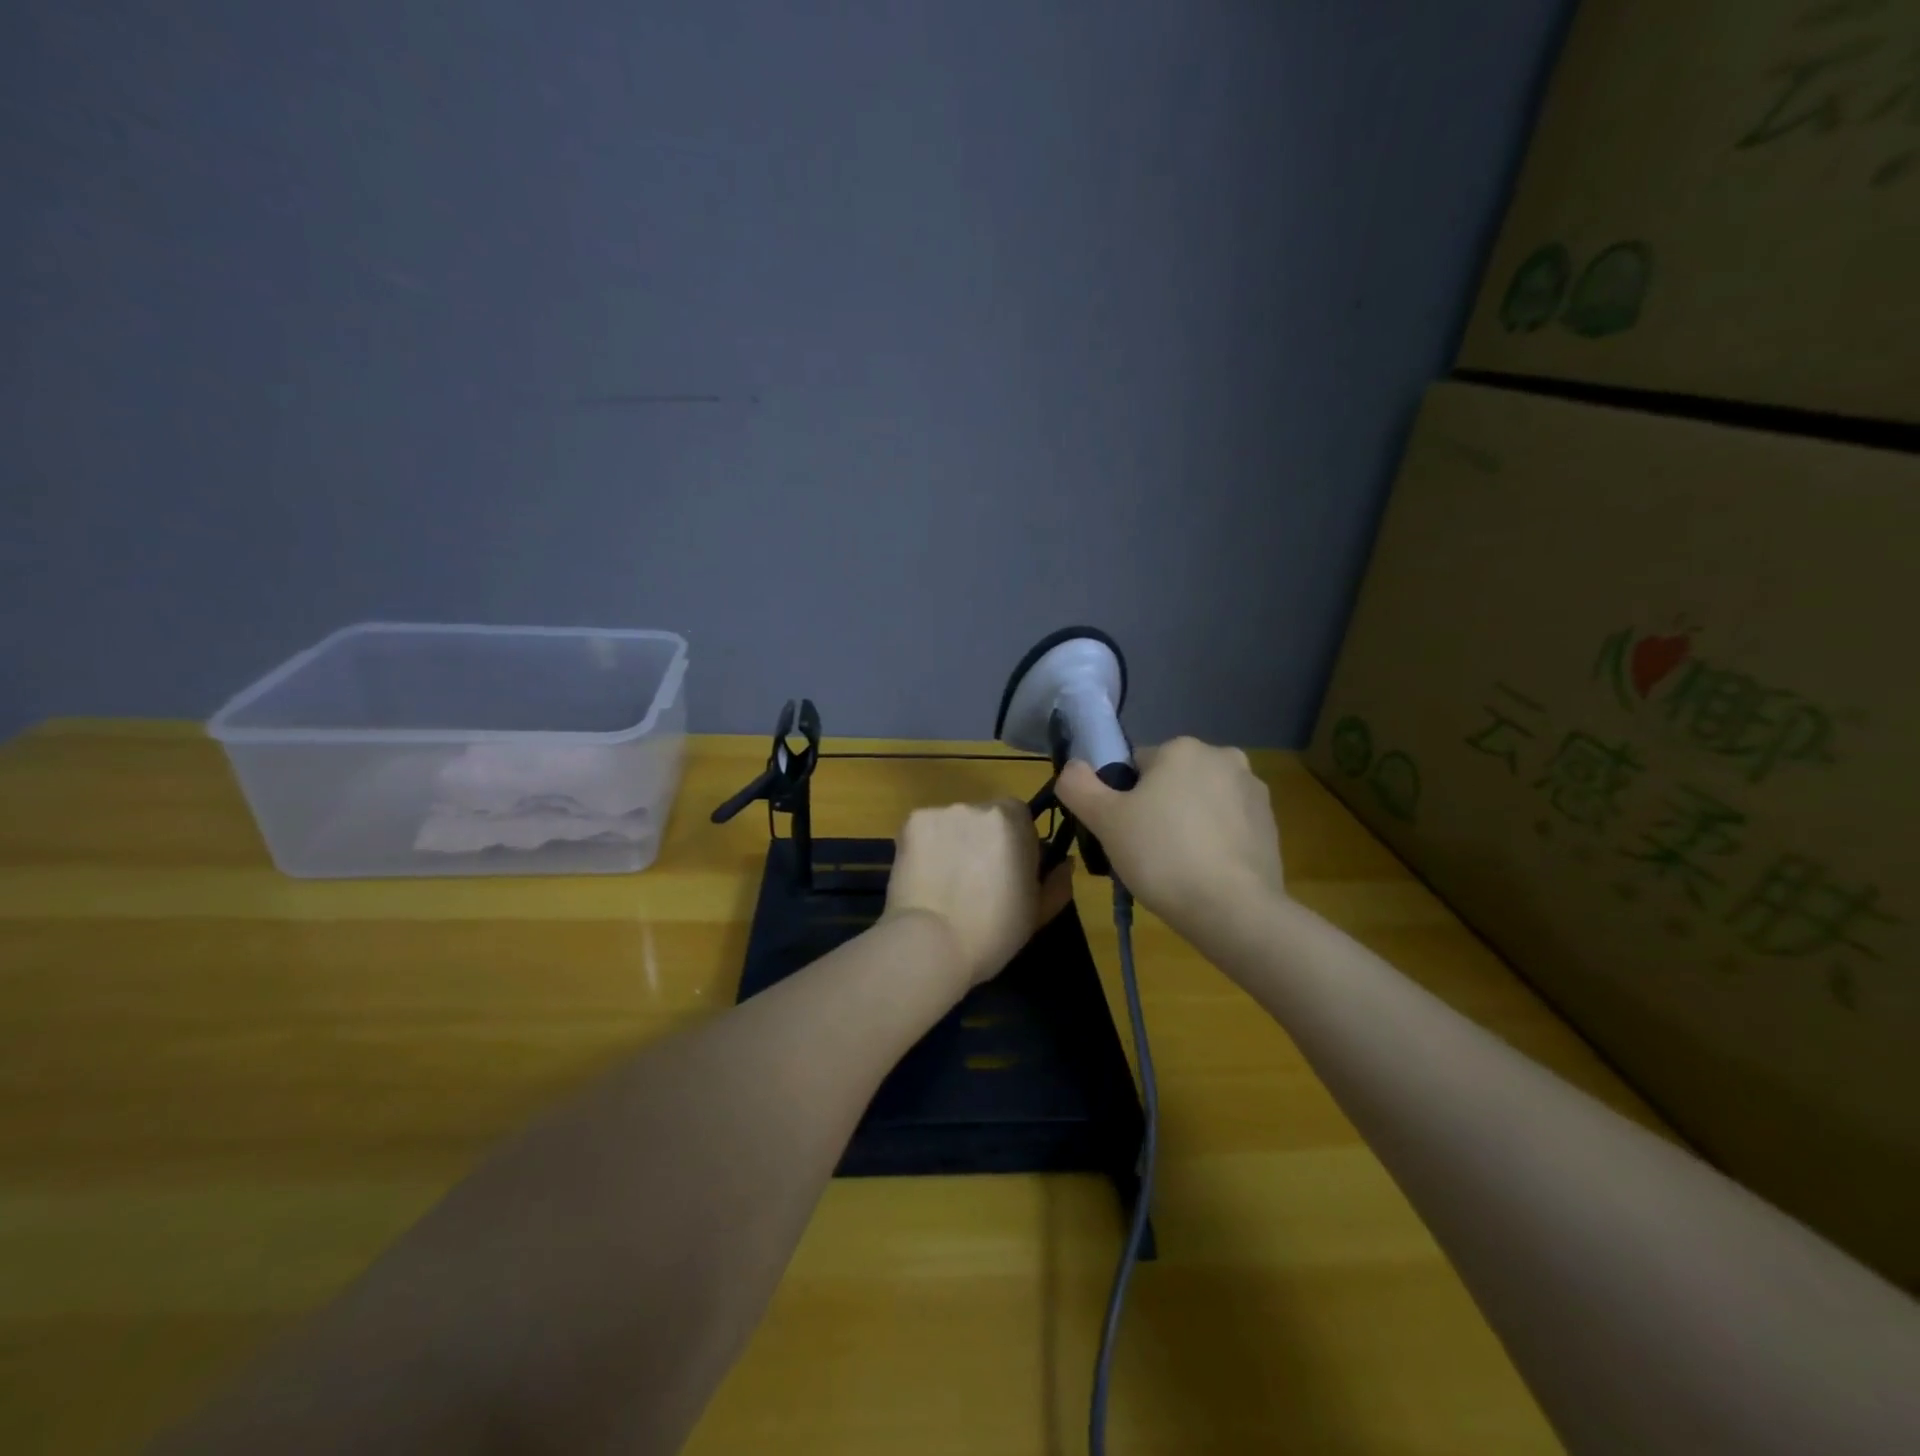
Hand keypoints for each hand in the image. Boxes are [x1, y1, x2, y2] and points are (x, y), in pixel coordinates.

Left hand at [884, 799, 1075, 990]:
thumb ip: (1057, 882)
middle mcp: (978, 806)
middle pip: (985, 816)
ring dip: (953, 842)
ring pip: (953, 823)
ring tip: (944, 881)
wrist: (930, 943)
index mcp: (1014, 821)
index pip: (1020, 818)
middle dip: (982, 840)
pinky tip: (923, 877)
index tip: (1008, 872)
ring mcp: (941, 811)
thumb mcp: (1038, 913)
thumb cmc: (993, 932)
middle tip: (974, 879)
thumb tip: (1064, 863)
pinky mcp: (910, 822)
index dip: (1016, 843)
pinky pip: (925, 830)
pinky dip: (925, 847)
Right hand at [1054, 737, 1283, 937]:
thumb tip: (1072, 767)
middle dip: (1157, 808)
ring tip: (1175, 867)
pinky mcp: (1271, 825)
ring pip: (1200, 803)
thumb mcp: (1104, 821)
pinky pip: (1227, 826)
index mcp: (1182, 748)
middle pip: (1171, 781)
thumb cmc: (1162, 855)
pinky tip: (1204, 872)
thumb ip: (1078, 786)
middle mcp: (1223, 757)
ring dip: (1186, 824)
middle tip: (1145, 851)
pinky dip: (1213, 841)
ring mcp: (1253, 791)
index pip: (1135, 766)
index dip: (1122, 799)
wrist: (1233, 910)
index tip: (1122, 833)